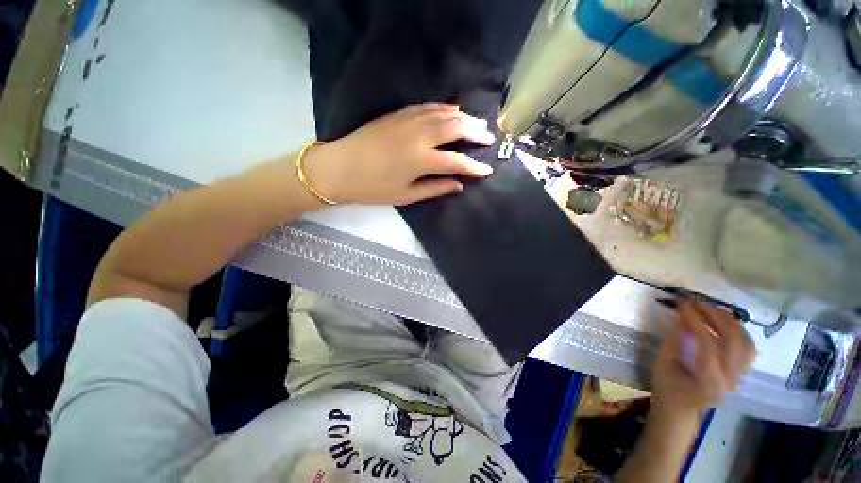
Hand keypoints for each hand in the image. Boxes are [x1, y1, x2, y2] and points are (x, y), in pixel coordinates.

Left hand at [302, 103, 496, 205]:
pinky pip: (427, 106)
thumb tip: (458, 185)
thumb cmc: (372, 188)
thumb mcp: (405, 195)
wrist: (339, 167)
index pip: (457, 161)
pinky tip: (453, 109)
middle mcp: (419, 136)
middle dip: (476, 132)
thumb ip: (435, 188)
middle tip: (489, 138)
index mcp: (421, 160)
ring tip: (477, 123)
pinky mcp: (398, 114)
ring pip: (444, 113)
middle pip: (456, 127)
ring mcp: (408, 121)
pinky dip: (443, 108)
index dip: (475, 167)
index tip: (487, 170)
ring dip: (464, 117)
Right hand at [651, 300, 756, 414]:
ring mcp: (739, 377)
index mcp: (707, 382)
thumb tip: (683, 317)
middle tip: (697, 302)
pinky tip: (724, 323)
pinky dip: (739, 332)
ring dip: (730, 322)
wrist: (680, 407)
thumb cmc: (666, 386)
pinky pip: (748, 348)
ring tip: (711, 309)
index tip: (682, 303)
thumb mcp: (663, 363)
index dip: (696, 321)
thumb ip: (675, 341)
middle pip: (734, 342)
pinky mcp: (741, 373)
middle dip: (716, 316)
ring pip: (746, 344)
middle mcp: (730, 380)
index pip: (708, 345)